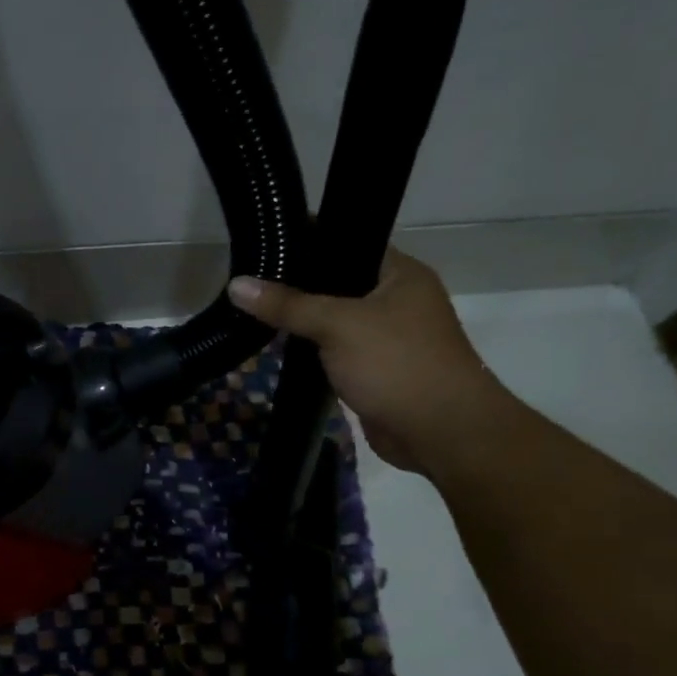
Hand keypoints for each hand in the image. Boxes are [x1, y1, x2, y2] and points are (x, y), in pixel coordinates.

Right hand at [228, 250, 508, 472]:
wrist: (440, 432)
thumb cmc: (396, 364)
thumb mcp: (338, 325)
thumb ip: (287, 305)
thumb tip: (236, 285)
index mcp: (401, 274)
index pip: (349, 244)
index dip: (308, 243)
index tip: (265, 246)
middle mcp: (397, 300)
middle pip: (338, 284)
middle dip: (298, 287)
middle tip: (251, 282)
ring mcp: (387, 338)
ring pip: (335, 321)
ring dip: (304, 324)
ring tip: (255, 312)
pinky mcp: (376, 371)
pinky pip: (337, 352)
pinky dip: (313, 352)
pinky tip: (280, 349)